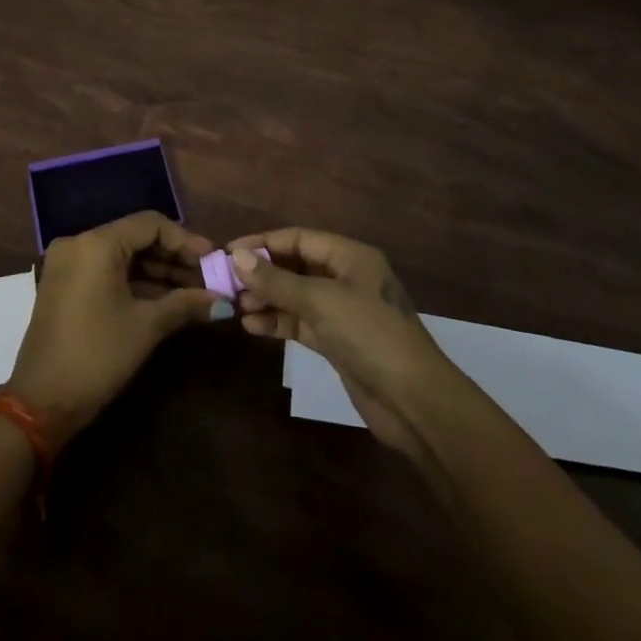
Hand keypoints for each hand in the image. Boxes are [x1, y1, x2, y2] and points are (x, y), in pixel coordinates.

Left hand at [7, 211, 223, 439]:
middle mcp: (79, 244)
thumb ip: (186, 304)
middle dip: (174, 259)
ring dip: (158, 274)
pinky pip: (108, 272)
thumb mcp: (146, 327)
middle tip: (208, 280)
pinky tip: (167, 302)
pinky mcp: (66, 286)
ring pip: (123, 257)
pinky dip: (136, 284)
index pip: (150, 224)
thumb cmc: (97, 355)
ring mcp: (69, 265)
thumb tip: (224, 301)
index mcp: (96, 243)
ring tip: (195, 294)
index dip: (185, 241)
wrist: (41, 403)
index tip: (213, 261)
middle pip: (136, 238)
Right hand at [228, 228, 455, 457]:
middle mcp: (346, 278)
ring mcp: (342, 311)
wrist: (414, 401)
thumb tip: (238, 257)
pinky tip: (252, 327)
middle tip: (227, 284)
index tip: (228, 253)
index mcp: (350, 256)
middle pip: (295, 265)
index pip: (298, 238)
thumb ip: (277, 280)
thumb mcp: (321, 301)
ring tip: (236, 307)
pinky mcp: (337, 341)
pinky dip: (278, 322)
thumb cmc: (370, 335)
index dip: (263, 243)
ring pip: (296, 296)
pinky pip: (301, 322)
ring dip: (267, 299)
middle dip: (262, 273)